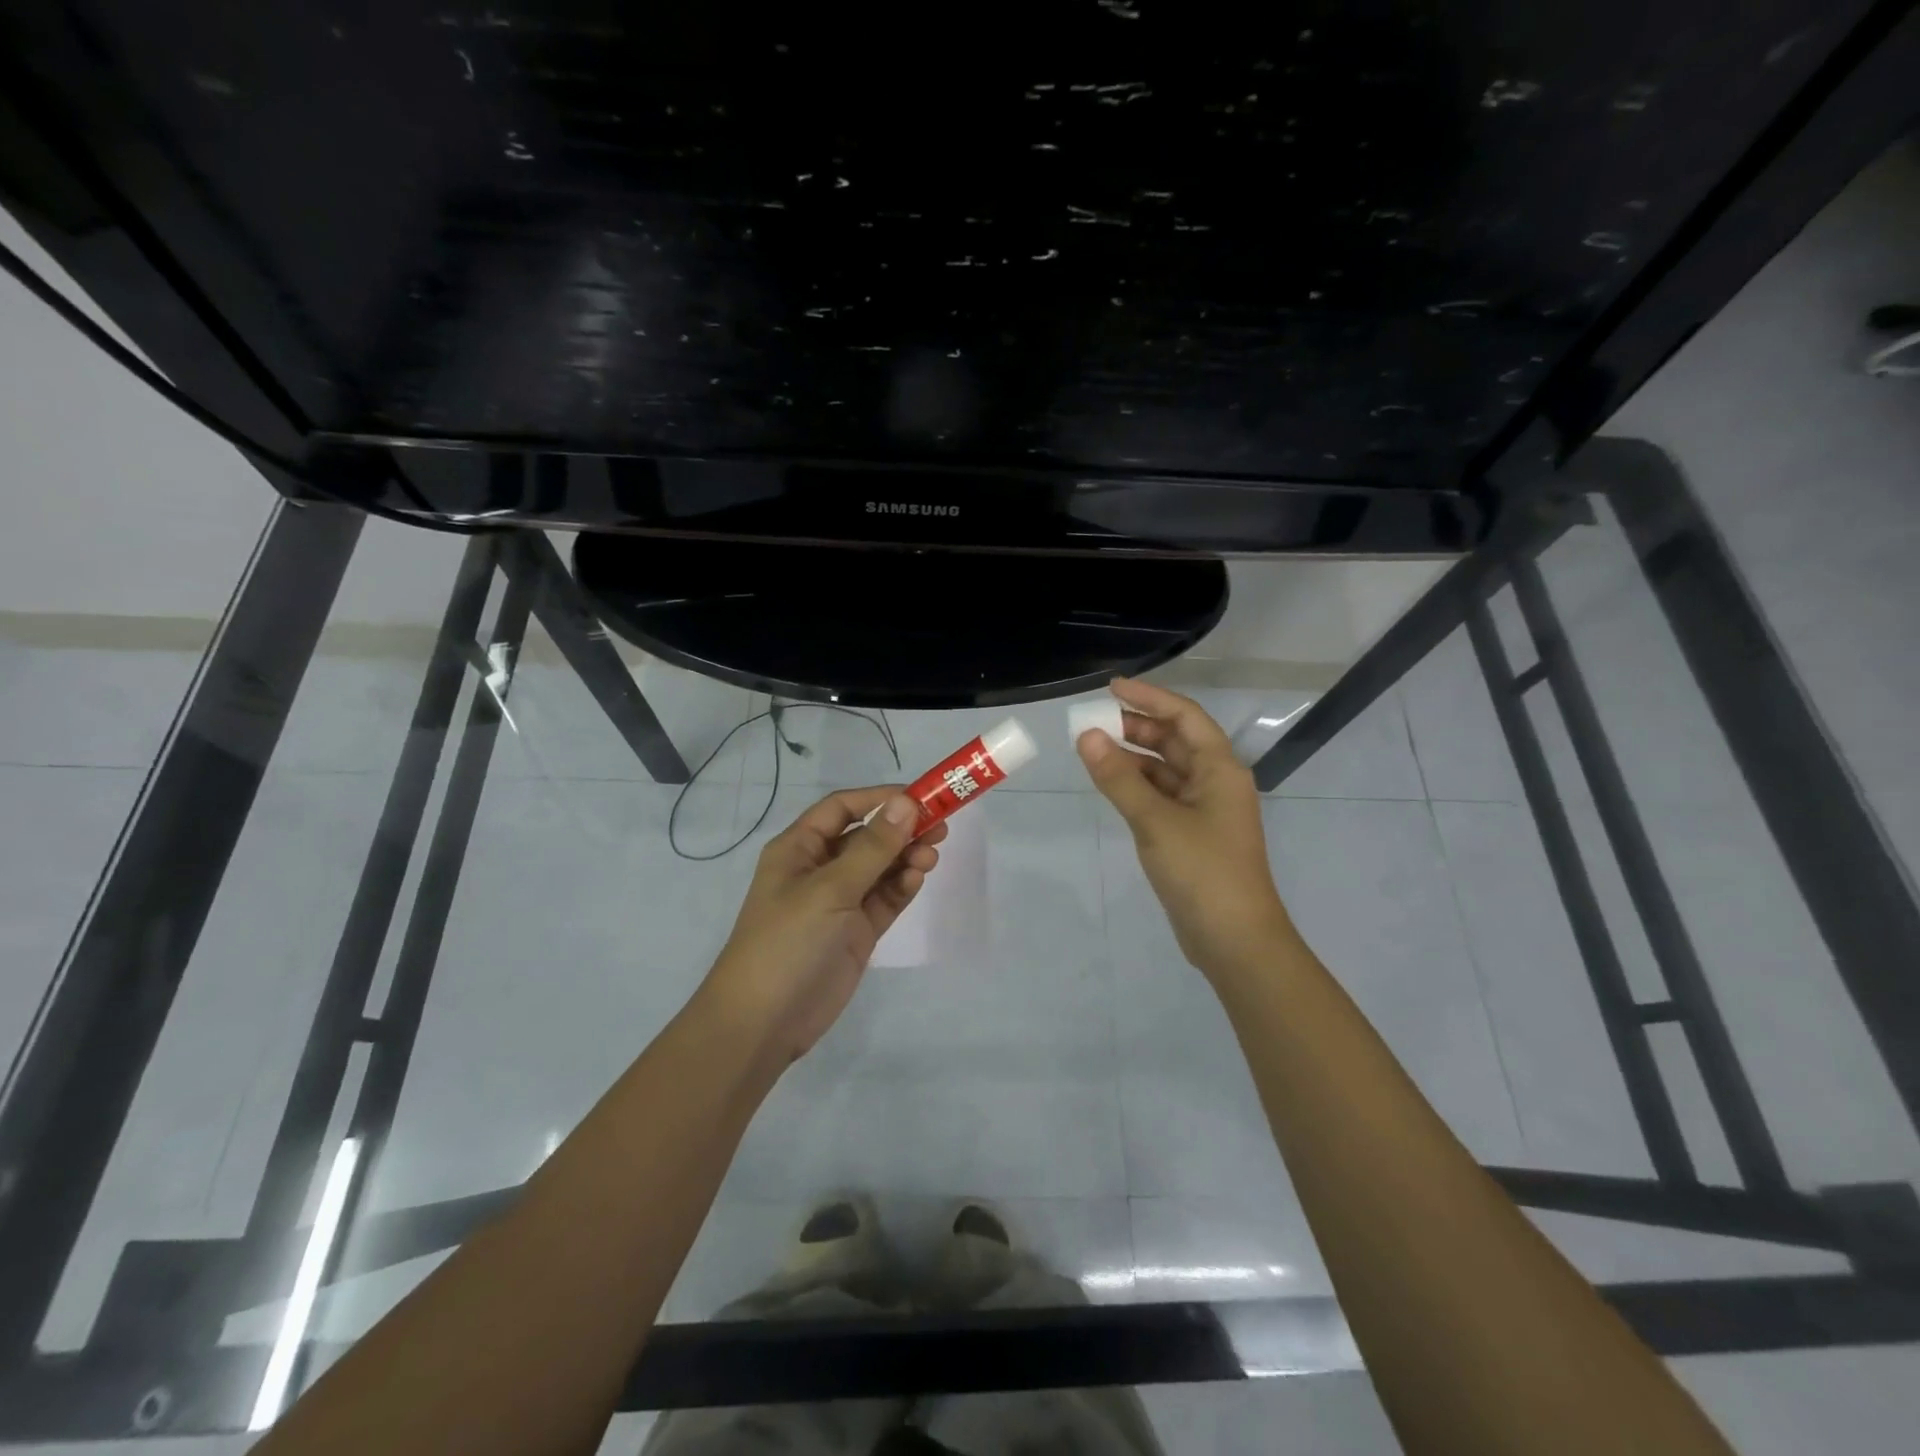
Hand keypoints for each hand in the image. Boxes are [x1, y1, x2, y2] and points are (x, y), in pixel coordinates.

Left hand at [699, 786, 947, 1061]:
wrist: (764, 1022)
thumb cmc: (787, 941)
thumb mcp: (830, 889)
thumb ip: (872, 847)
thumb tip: (906, 802)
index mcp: (799, 848)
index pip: (842, 808)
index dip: (879, 798)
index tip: (920, 797)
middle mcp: (820, 869)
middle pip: (867, 836)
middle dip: (901, 829)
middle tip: (941, 826)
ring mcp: (840, 902)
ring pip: (881, 867)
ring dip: (906, 857)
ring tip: (931, 857)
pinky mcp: (856, 931)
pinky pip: (885, 898)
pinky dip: (903, 886)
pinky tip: (918, 878)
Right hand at [1077, 678, 1291, 975]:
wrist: (1234, 939)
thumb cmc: (1202, 871)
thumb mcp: (1155, 820)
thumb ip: (1119, 778)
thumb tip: (1086, 736)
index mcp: (1220, 769)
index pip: (1184, 717)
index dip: (1149, 698)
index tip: (1111, 688)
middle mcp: (1215, 782)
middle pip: (1175, 741)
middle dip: (1137, 727)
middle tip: (1093, 722)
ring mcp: (1205, 810)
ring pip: (1166, 770)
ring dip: (1134, 757)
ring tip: (1094, 749)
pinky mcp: (1192, 835)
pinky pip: (1161, 796)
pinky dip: (1137, 786)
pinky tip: (1111, 784)